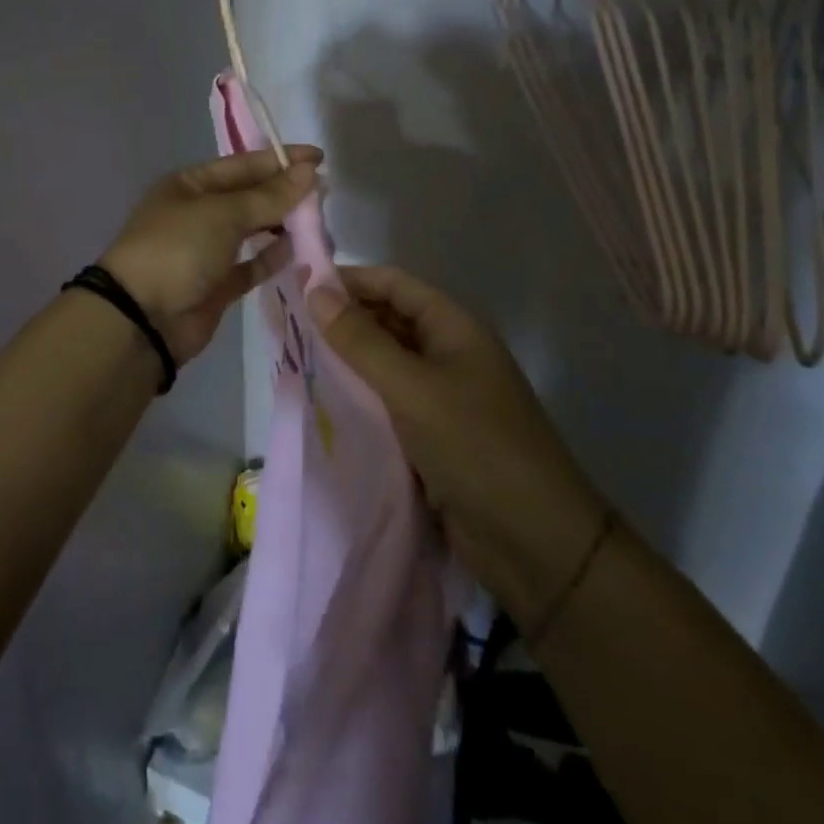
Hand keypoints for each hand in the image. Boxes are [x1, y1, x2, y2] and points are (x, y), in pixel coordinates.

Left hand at [99, 146, 322, 364]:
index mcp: (189, 185)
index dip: (280, 160)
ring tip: (318, 219)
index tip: (319, 159)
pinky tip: (298, 249)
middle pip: (248, 196)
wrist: (143, 319)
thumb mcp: (223, 214)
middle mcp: (197, 213)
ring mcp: (206, 250)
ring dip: (282, 223)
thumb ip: (269, 196)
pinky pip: (251, 264)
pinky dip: (272, 257)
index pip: (242, 165)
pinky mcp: (217, 285)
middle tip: (325, 191)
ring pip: (252, 230)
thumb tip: (309, 173)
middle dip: (284, 192)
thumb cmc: (178, 249)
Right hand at [308, 265, 609, 636]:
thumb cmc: (476, 447)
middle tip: (287, 325)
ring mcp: (442, 395)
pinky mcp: (434, 434)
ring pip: (384, 363)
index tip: (296, 283)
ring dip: (346, 360)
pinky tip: (323, 400)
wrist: (537, 544)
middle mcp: (448, 352)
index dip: (347, 279)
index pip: (392, 284)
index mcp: (453, 327)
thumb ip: (361, 341)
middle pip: (387, 320)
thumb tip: (314, 290)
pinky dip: (358, 397)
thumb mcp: (412, 388)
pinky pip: (388, 401)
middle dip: (341, 319)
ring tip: (294, 359)